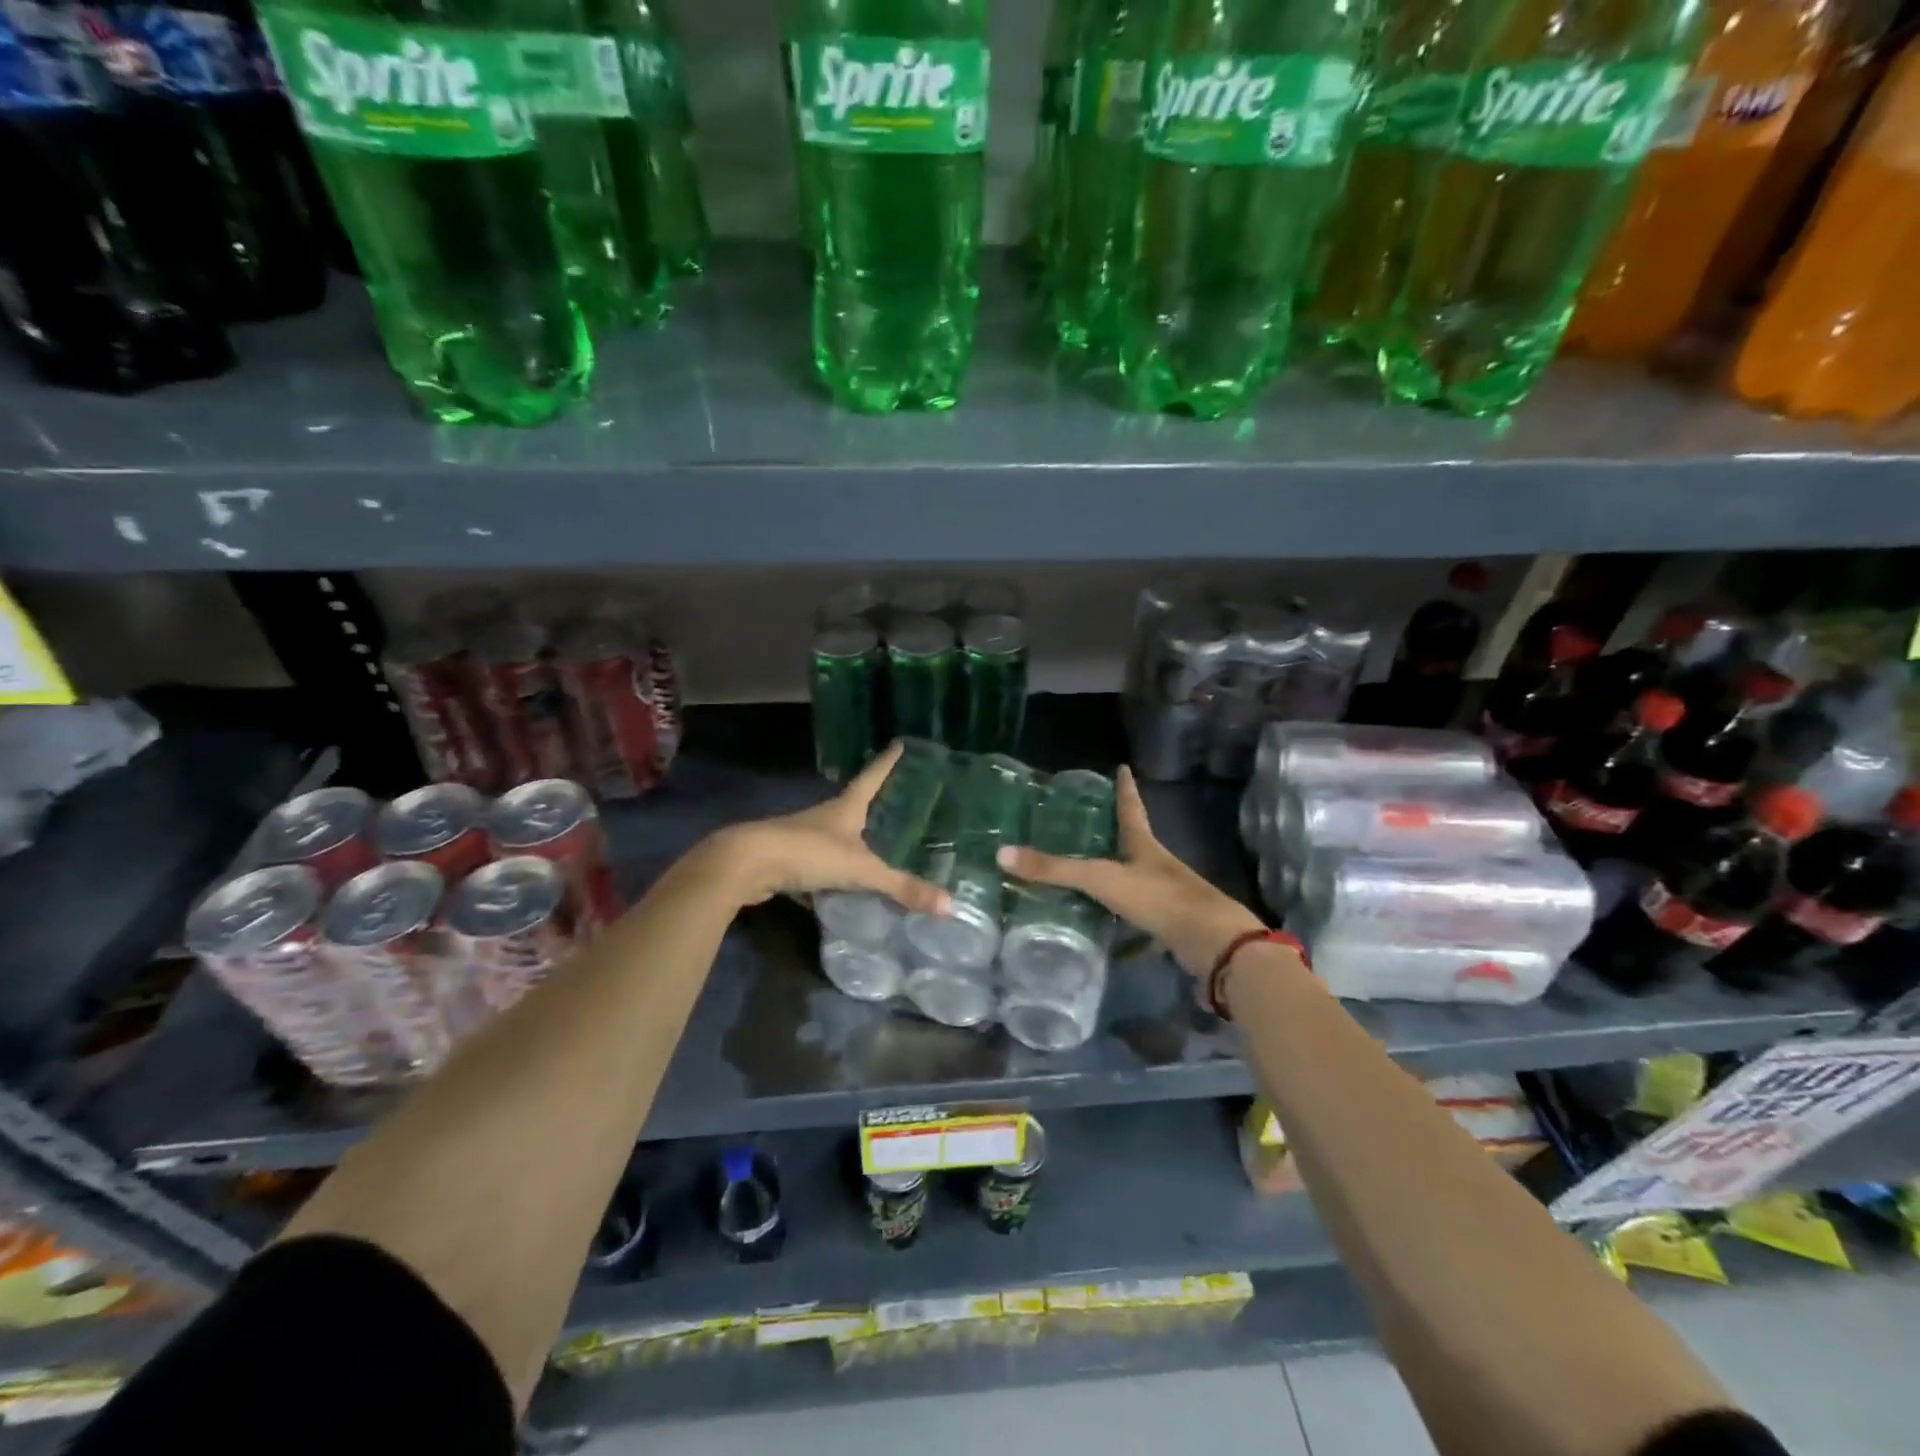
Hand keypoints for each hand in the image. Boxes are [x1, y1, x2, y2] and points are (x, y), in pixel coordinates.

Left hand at [705, 743, 950, 915]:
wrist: (745, 864)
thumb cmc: (807, 852)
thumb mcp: (859, 869)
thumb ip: (901, 887)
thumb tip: (949, 905)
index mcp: (845, 808)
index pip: (872, 777)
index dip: (887, 762)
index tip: (899, 743)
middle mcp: (825, 817)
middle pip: (854, 805)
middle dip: (873, 804)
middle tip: (898, 803)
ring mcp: (804, 837)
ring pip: (835, 837)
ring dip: (852, 841)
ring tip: (876, 848)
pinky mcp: (789, 861)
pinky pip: (819, 865)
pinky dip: (832, 874)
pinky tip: (842, 890)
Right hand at [998, 766, 1264, 978]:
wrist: (1210, 941)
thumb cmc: (1158, 897)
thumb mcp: (1101, 879)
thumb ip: (1055, 870)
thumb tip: (1001, 854)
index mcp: (1143, 844)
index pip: (1130, 807)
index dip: (1124, 788)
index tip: (1122, 767)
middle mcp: (1155, 863)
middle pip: (1132, 840)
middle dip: (1114, 829)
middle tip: (1088, 819)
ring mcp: (1163, 893)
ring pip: (1133, 876)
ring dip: (1114, 871)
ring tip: (1085, 869)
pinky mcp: (1165, 922)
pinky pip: (1135, 911)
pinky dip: (1117, 913)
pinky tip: (1101, 922)